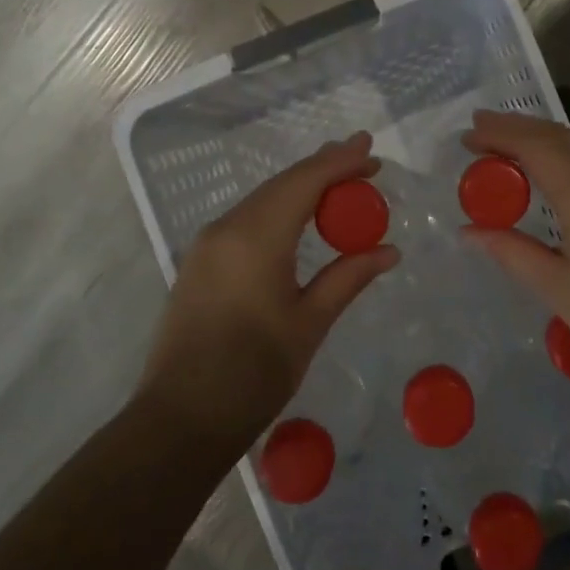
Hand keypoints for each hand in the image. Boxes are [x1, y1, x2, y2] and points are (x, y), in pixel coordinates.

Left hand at [139, 132, 399, 450]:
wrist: (181, 419)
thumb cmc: (254, 373)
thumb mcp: (309, 323)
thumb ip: (348, 277)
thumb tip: (389, 251)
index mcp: (256, 236)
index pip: (305, 181)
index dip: (340, 162)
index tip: (371, 150)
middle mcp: (227, 228)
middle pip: (282, 184)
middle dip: (323, 168)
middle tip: (363, 161)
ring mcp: (208, 244)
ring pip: (262, 200)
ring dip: (301, 188)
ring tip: (339, 183)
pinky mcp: (200, 262)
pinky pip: (246, 220)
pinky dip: (279, 210)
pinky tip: (299, 218)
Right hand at [461, 111, 569, 400]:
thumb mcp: (558, 289)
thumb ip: (512, 251)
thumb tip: (469, 231)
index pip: (535, 145)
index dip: (499, 134)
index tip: (467, 133)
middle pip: (560, 137)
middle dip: (518, 128)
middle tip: (481, 128)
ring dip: (545, 141)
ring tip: (509, 147)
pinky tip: (556, 175)